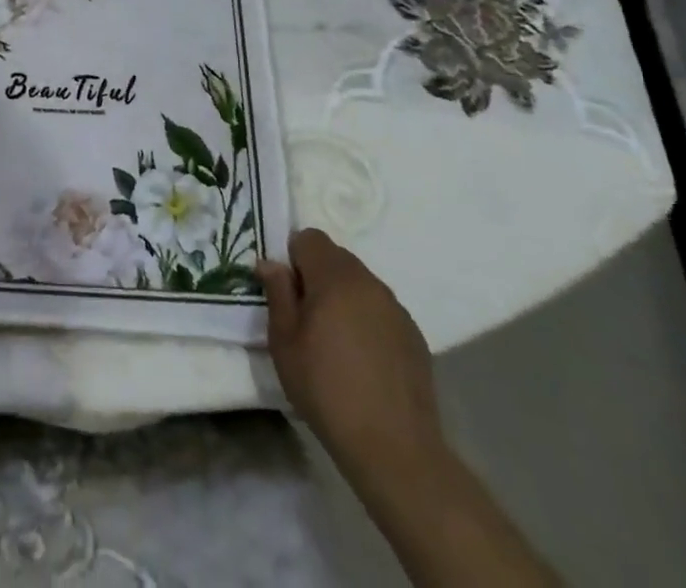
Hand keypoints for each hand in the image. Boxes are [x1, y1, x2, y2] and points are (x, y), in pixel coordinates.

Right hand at [257, 229, 444, 488]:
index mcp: (335, 277)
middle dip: (317, 276)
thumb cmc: (327, 389)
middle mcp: (369, 282)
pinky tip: (363, 359)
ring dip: (343, 297)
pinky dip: (367, 320)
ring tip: (336, 341)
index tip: (289, 293)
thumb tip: (271, 263)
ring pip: (360, 283)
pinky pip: (380, 309)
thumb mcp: (284, 342)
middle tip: (307, 318)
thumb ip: (277, 293)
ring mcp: (396, 308)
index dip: (293, 258)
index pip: (309, 238)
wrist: (394, 448)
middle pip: (336, 257)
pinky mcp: (414, 335)